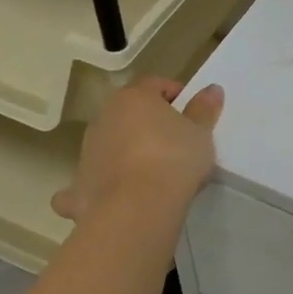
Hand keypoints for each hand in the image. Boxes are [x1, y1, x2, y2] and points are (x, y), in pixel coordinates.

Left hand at [51, 77, 223, 223]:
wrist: (136, 208)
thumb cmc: (173, 159)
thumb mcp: (200, 133)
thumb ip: (204, 109)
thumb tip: (212, 89)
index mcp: (133, 98)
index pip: (155, 84)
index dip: (176, 94)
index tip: (193, 113)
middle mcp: (104, 117)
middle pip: (130, 112)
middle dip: (150, 122)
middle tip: (177, 142)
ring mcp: (88, 150)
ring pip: (112, 142)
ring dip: (129, 149)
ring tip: (155, 172)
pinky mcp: (80, 182)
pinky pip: (95, 176)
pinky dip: (106, 180)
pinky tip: (123, 194)